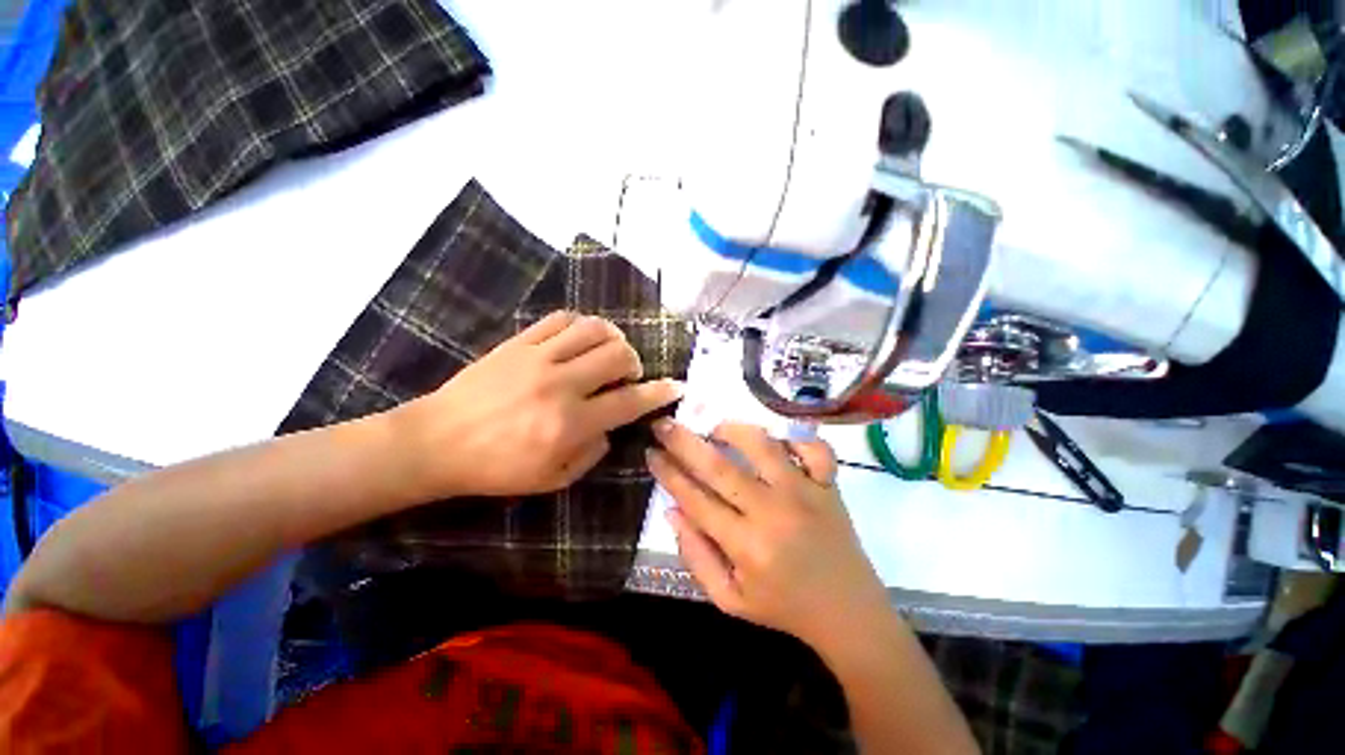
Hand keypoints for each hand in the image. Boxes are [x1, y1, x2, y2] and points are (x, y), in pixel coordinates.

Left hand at [398, 311, 682, 497]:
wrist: (436, 442)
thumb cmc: (495, 469)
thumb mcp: (552, 480)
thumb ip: (592, 454)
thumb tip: (612, 427)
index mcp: (570, 424)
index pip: (629, 402)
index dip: (659, 393)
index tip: (677, 386)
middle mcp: (560, 385)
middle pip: (618, 355)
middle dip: (635, 362)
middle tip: (629, 374)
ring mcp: (538, 358)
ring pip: (594, 329)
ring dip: (613, 338)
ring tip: (610, 351)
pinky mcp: (518, 342)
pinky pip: (560, 319)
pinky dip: (581, 325)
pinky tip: (581, 338)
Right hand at [648, 421, 890, 652]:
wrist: (848, 613)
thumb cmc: (783, 607)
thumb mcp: (729, 600)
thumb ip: (695, 556)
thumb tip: (672, 509)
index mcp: (746, 546)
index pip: (695, 498)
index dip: (668, 472)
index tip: (650, 452)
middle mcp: (772, 512)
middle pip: (719, 467)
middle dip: (683, 441)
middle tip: (663, 423)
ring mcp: (805, 493)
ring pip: (762, 446)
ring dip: (732, 430)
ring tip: (715, 429)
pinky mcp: (829, 485)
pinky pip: (814, 448)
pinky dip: (794, 437)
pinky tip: (775, 442)